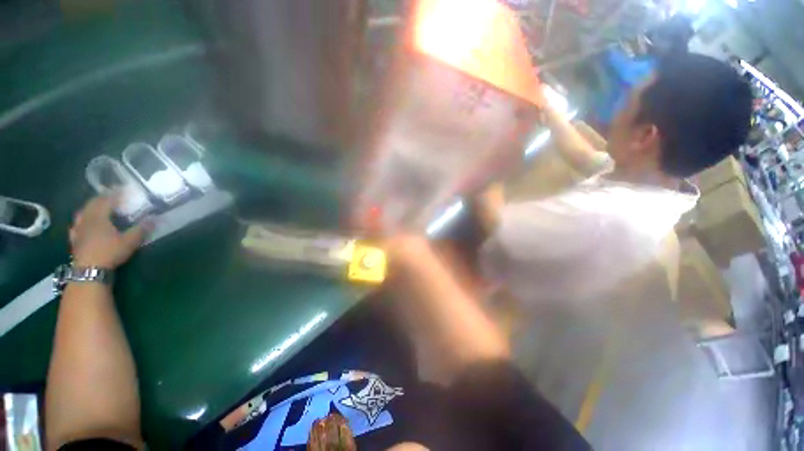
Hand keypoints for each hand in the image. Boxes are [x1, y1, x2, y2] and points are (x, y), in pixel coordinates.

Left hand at [69, 195, 152, 268]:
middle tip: (111, 195)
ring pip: (83, 212)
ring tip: (97, 206)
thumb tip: (155, 219)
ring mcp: (79, 229)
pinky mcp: (75, 238)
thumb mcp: (130, 242)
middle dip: (102, 197)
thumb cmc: (109, 252)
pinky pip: (77, 224)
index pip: (108, 200)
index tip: (124, 188)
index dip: (116, 193)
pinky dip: (82, 220)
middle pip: (93, 203)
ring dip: (90, 207)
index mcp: (100, 216)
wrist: (89, 270)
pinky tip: (83, 223)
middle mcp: (87, 219)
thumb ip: (141, 229)